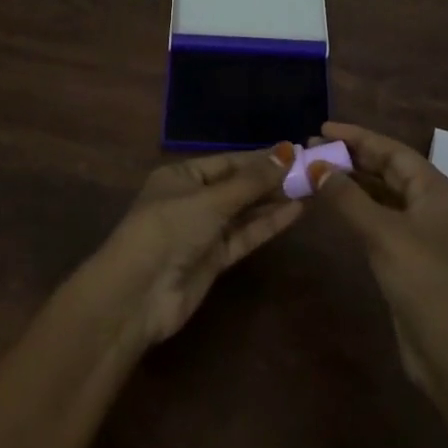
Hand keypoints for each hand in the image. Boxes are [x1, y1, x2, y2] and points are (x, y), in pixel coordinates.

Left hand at [96, 143, 305, 347]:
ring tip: (309, 188)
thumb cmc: (168, 229)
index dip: (260, 158)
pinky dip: (266, 225)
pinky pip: (244, 236)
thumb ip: (251, 181)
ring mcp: (202, 231)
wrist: (137, 295)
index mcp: (181, 176)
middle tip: (309, 171)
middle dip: (270, 180)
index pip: (227, 162)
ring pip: (243, 212)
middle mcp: (192, 200)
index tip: (294, 152)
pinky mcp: (213, 259)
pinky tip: (294, 212)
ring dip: (272, 202)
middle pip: (237, 186)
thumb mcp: (210, 200)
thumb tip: (287, 152)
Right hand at [306, 122, 447, 396]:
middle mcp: (432, 204)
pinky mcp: (409, 254)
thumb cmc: (422, 282)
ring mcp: (422, 231)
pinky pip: (380, 217)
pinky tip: (333, 204)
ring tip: (316, 171)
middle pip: (388, 170)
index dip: (358, 137)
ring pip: (383, 194)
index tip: (323, 129)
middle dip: (352, 158)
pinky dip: (357, 207)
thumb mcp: (383, 234)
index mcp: (437, 191)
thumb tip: (316, 166)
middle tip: (312, 150)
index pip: (393, 151)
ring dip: (352, 182)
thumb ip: (348, 198)